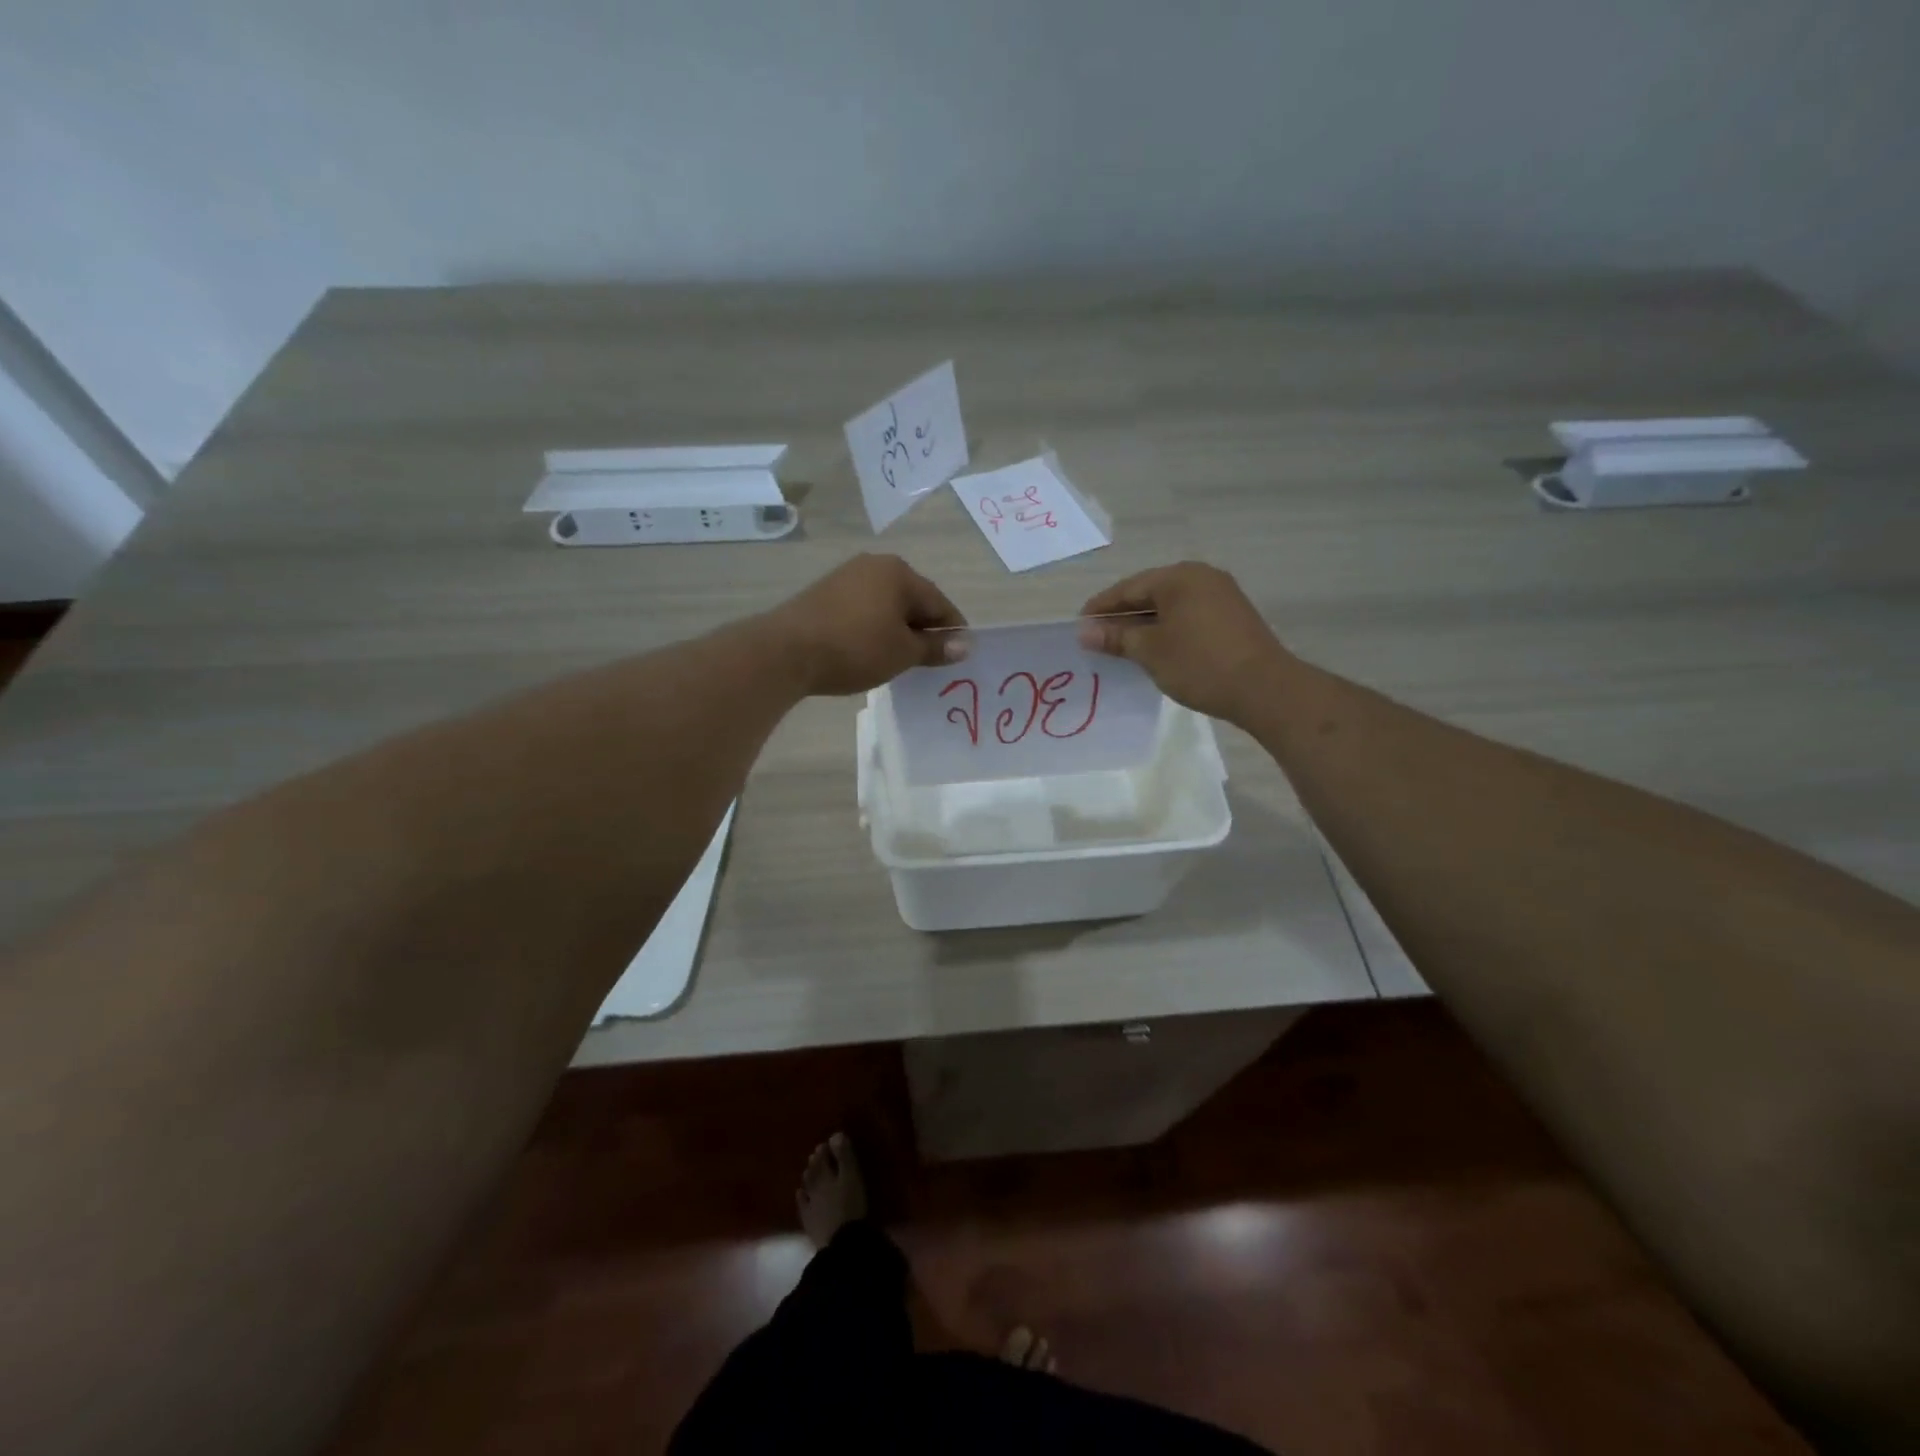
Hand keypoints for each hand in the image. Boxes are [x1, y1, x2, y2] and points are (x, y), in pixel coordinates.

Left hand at [767, 554, 966, 696]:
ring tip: (899, 659)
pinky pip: (863, 610)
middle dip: (923, 629)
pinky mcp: (825, 593)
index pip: (939, 602)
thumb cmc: (856, 648)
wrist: (786, 651)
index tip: (960, 656)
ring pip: (887, 605)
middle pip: (913, 600)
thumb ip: (935, 647)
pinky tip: (870, 650)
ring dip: (898, 630)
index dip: (953, 630)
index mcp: (900, 573)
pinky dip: (874, 628)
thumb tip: (965, 644)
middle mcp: (874, 566)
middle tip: (929, 662)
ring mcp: (846, 577)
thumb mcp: (903, 653)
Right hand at [1077, 562, 1289, 722]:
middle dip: (1122, 616)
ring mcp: (1221, 595)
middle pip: (1149, 593)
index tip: (1079, 626)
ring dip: (1144, 625)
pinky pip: (1187, 616)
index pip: (1128, 588)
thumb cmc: (1199, 664)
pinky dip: (1167, 630)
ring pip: (1170, 606)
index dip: (1100, 607)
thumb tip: (1085, 632)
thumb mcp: (1150, 651)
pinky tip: (1155, 650)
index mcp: (1179, 576)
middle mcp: (1201, 577)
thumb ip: (1116, 637)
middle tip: (1097, 638)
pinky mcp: (1232, 617)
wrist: (1264, 688)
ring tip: (1121, 647)